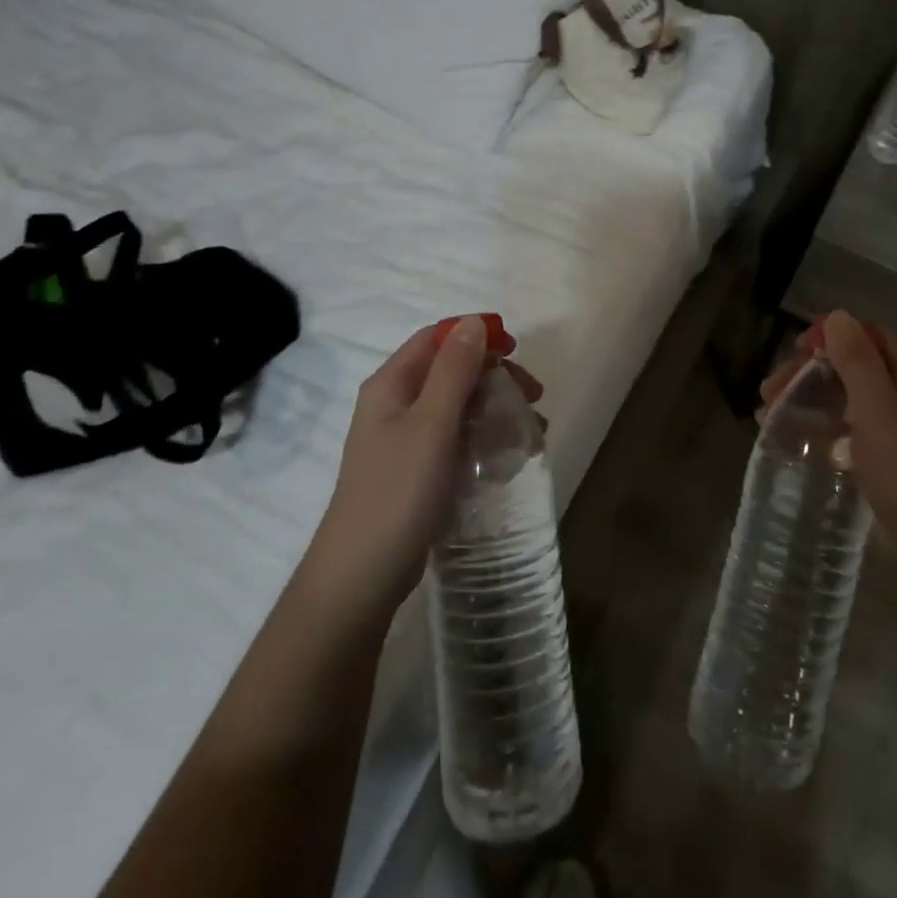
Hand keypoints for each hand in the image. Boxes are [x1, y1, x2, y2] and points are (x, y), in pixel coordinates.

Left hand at [307, 316, 543, 613]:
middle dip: (494, 377)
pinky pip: (455, 440)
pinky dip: (484, 439)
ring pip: (458, 407)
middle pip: (450, 371)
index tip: (517, 352)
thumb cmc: (398, 491)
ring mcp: (404, 440)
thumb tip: (473, 321)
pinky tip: (508, 458)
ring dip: (495, 410)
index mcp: (391, 384)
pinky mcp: (416, 471)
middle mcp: (394, 404)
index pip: (436, 338)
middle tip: (534, 397)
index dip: (476, 336)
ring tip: (533, 433)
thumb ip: (454, 370)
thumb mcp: (432, 424)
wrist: (362, 575)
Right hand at [760, 311, 896, 572]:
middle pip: (848, 368)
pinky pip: (840, 434)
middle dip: (806, 373)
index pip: (867, 337)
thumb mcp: (878, 408)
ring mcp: (889, 432)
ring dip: (804, 401)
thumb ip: (857, 361)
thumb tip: (837, 315)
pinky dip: (814, 432)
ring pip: (840, 401)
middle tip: (768, 391)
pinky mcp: (878, 462)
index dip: (831, 336)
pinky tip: (789, 444)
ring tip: (766, 417)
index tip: (795, 350)